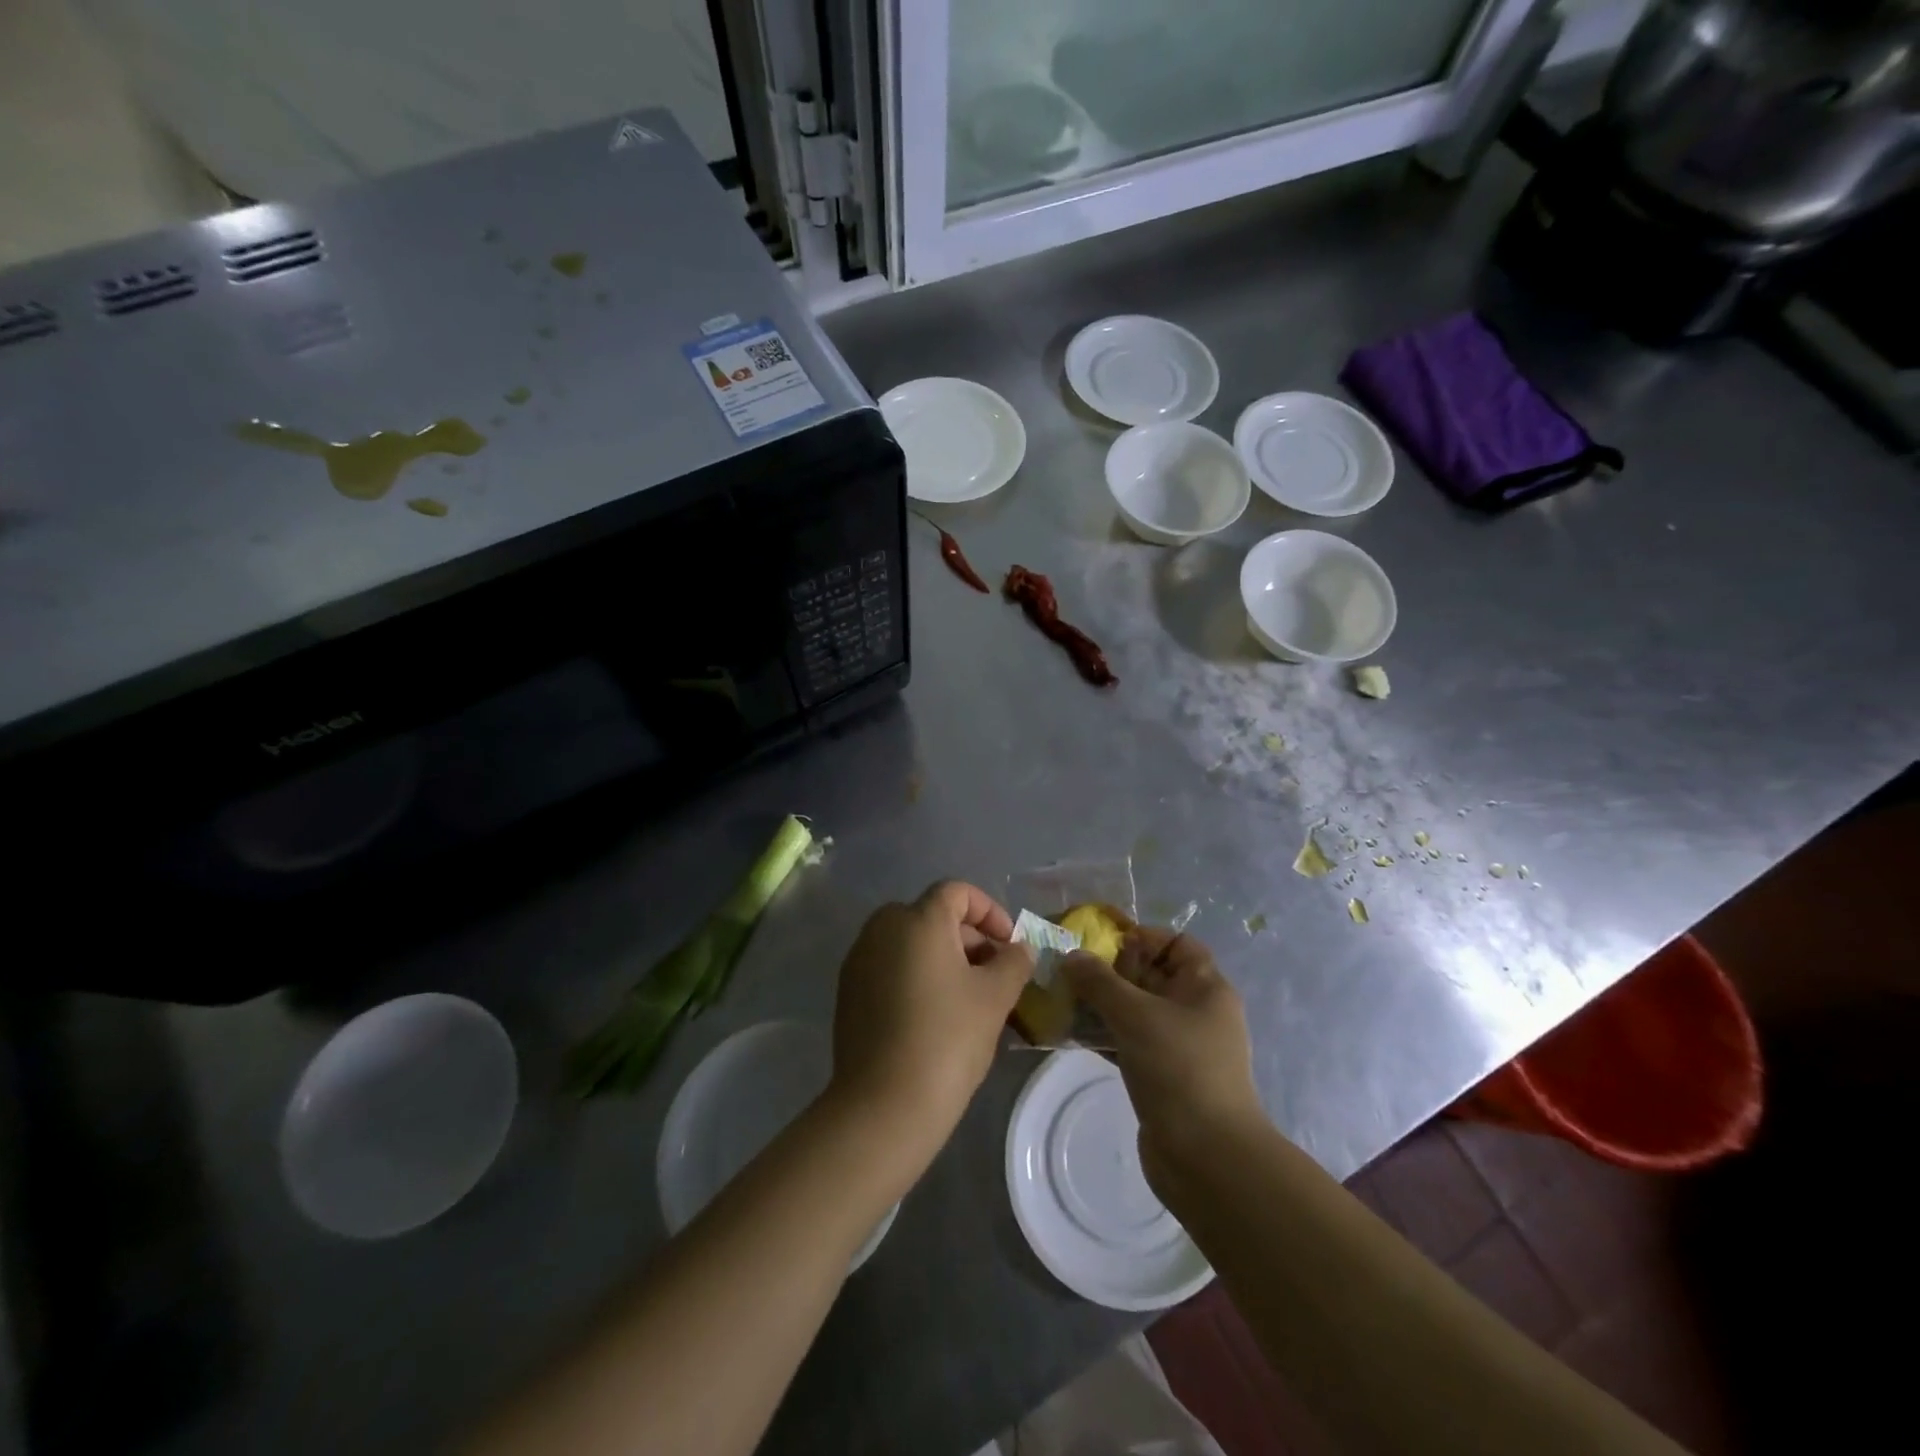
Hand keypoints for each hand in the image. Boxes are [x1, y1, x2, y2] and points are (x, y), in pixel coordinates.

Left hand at [829, 881, 1032, 1164]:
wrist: (883, 1105)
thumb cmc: (947, 1039)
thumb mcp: (995, 997)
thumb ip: (1013, 962)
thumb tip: (1019, 949)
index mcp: (916, 919)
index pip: (957, 892)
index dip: (990, 911)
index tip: (1010, 945)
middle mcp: (881, 929)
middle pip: (933, 916)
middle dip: (969, 939)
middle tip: (995, 975)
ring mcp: (859, 960)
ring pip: (910, 943)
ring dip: (944, 959)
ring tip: (971, 999)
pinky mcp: (849, 992)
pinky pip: (891, 967)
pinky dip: (917, 977)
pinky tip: (936, 1016)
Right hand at [1061, 928, 1261, 1181]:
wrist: (1207, 1158)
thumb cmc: (1178, 1069)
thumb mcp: (1135, 1014)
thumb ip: (1099, 981)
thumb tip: (1071, 955)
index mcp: (1205, 987)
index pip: (1176, 942)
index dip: (1141, 936)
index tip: (1100, 943)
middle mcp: (1196, 1010)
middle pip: (1152, 974)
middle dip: (1111, 969)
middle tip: (1069, 969)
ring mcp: (1180, 1045)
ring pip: (1136, 1009)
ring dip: (1102, 1003)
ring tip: (1063, 998)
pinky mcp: (1162, 1075)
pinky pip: (1130, 1041)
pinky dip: (1105, 1034)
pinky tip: (1072, 1033)